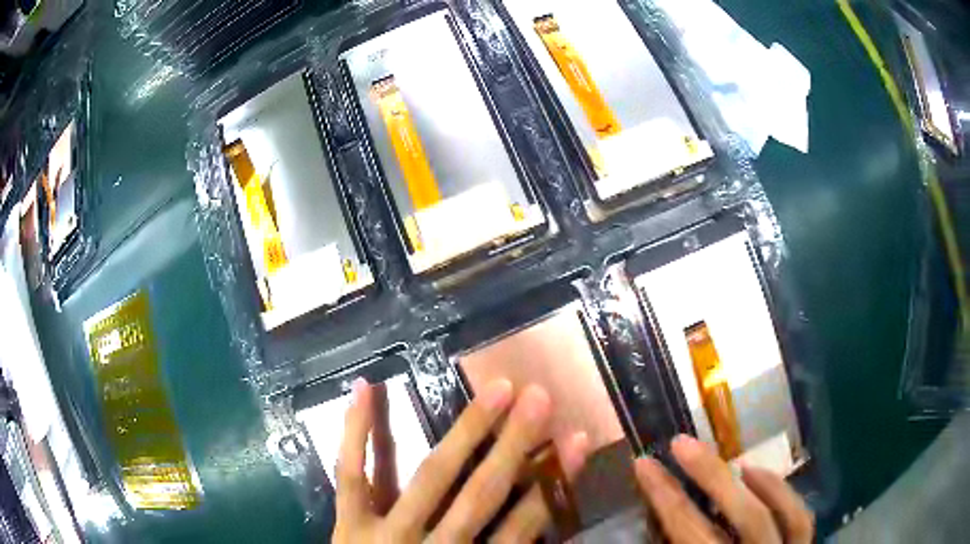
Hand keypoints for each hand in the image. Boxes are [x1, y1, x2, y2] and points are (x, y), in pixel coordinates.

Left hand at [333, 379, 589, 543]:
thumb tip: (543, 527)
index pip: (522, 525)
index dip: (553, 484)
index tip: (579, 441)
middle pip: (481, 493)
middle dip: (514, 445)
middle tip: (540, 397)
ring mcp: (385, 532)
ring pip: (431, 477)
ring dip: (465, 432)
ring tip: (498, 389)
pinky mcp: (348, 522)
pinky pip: (351, 474)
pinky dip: (356, 432)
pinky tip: (365, 387)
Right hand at [635, 435, 813, 543]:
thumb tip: (646, 534)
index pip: (690, 533)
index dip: (665, 498)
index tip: (644, 466)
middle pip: (742, 517)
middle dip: (709, 476)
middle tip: (680, 444)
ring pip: (778, 515)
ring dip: (750, 482)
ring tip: (725, 460)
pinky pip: (800, 520)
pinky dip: (782, 492)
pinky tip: (759, 477)